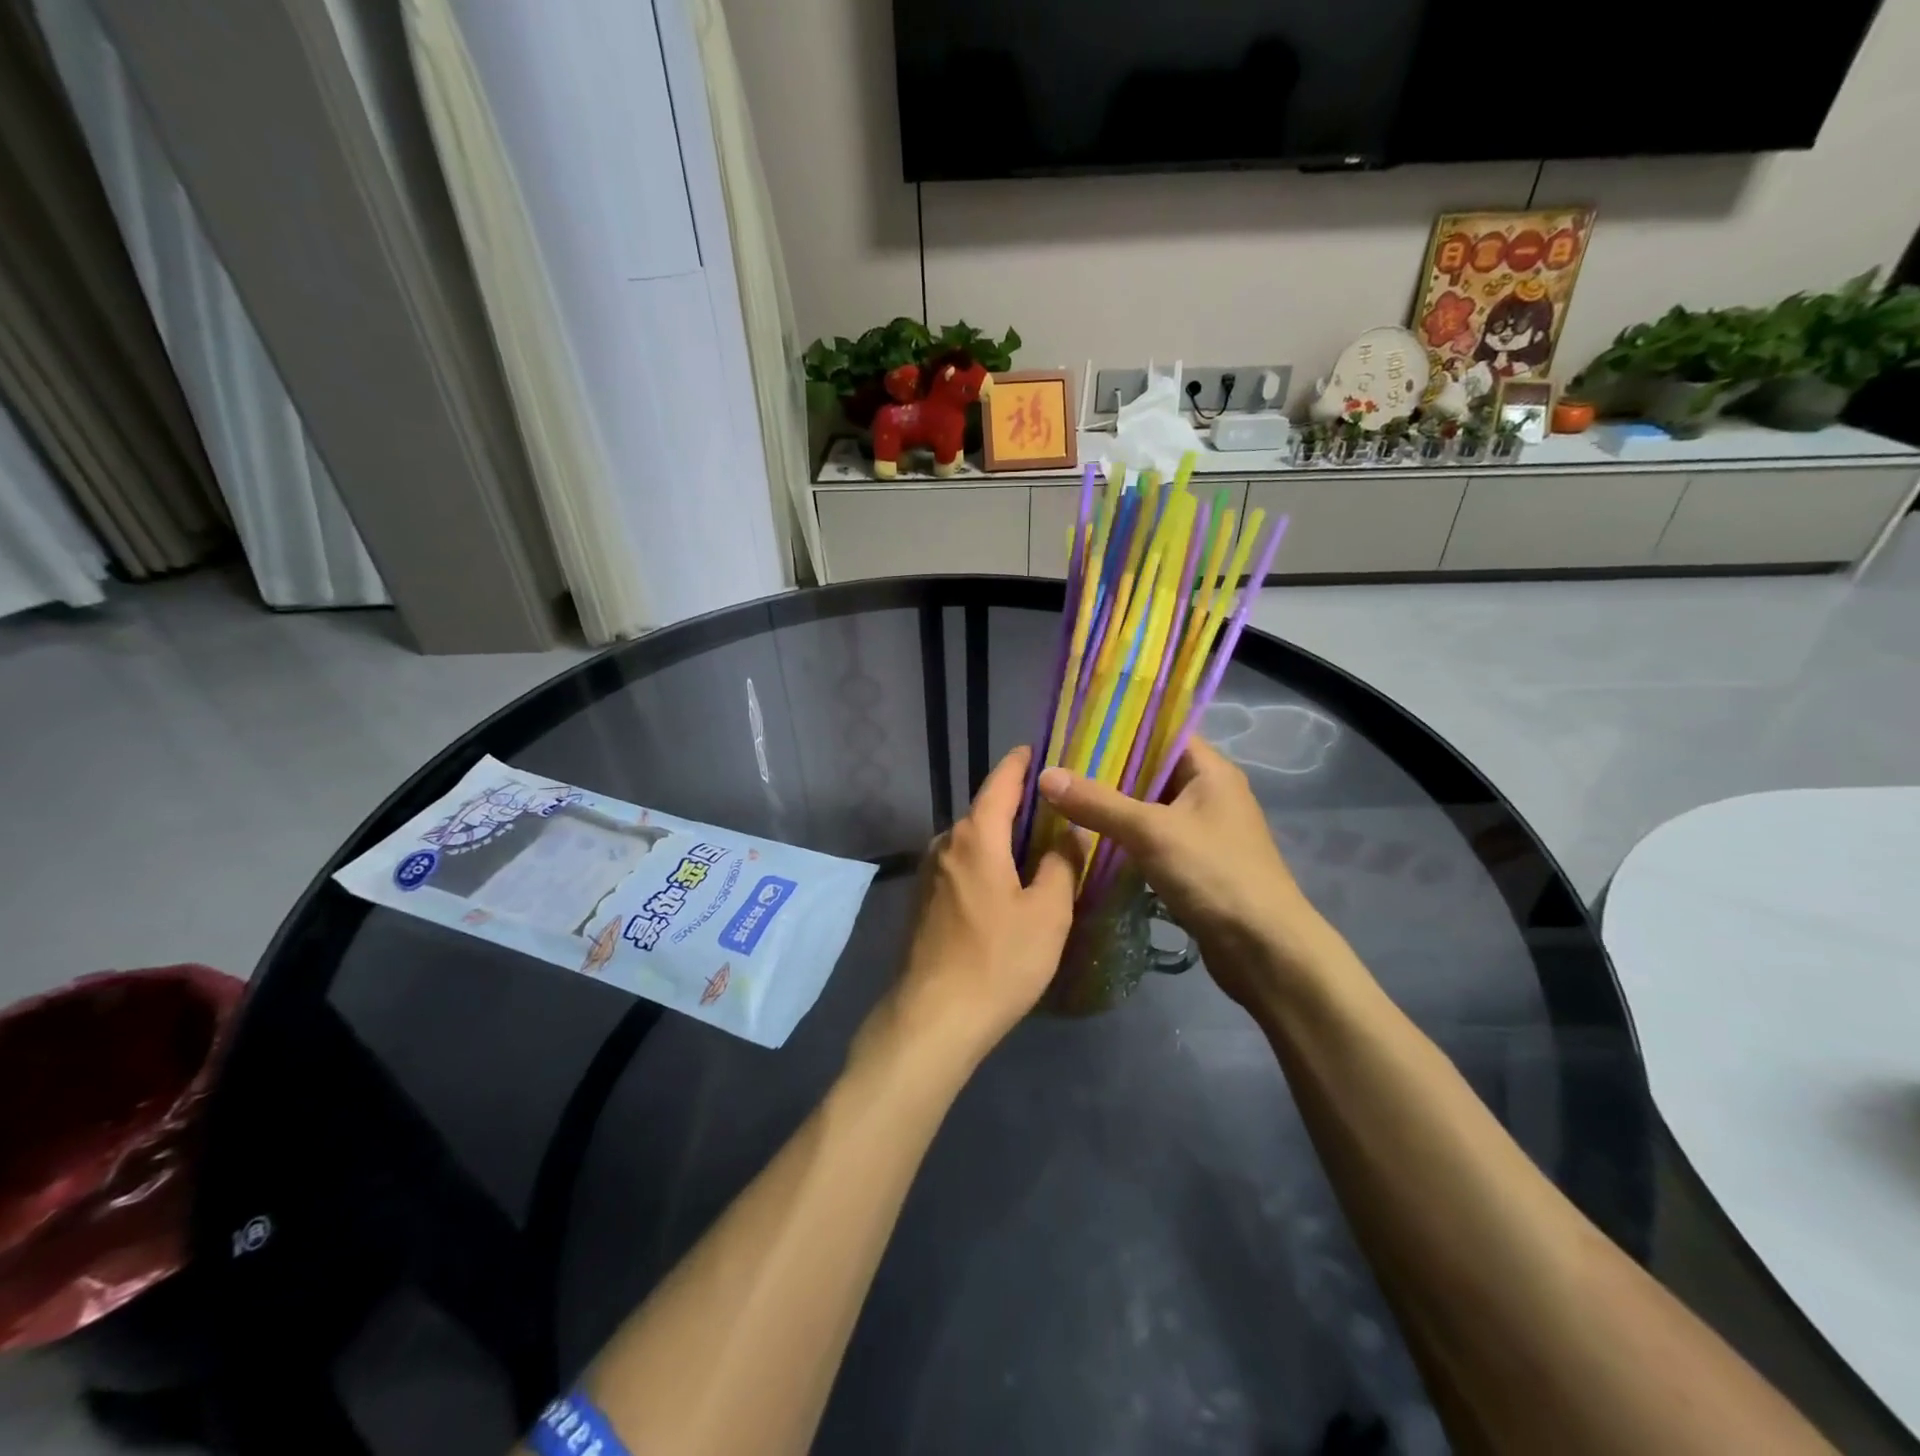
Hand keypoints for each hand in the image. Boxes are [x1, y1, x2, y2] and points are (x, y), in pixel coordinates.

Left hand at [872, 747, 1080, 1068]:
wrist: (934, 1018)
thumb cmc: (999, 960)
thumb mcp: (1048, 912)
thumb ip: (1061, 864)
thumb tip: (1066, 833)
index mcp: (975, 836)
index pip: (1000, 783)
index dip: (1019, 764)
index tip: (1036, 750)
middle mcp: (945, 844)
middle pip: (985, 813)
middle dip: (1017, 807)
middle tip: (1056, 811)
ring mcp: (929, 874)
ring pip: (972, 842)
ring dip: (1002, 840)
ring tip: (1037, 850)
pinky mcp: (923, 901)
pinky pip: (962, 866)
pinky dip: (987, 864)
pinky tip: (1007, 887)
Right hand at [1036, 740, 1341, 1012]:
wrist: (1264, 950)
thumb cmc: (1215, 874)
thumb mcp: (1151, 831)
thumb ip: (1098, 803)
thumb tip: (1044, 775)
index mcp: (1211, 771)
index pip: (1164, 732)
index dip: (1122, 728)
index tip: (1076, 729)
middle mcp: (1209, 794)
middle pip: (1152, 771)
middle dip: (1108, 770)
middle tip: (1058, 766)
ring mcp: (1203, 831)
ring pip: (1149, 807)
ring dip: (1113, 806)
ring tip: (1063, 798)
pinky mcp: (1194, 865)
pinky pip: (1152, 839)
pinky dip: (1124, 837)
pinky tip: (1088, 840)